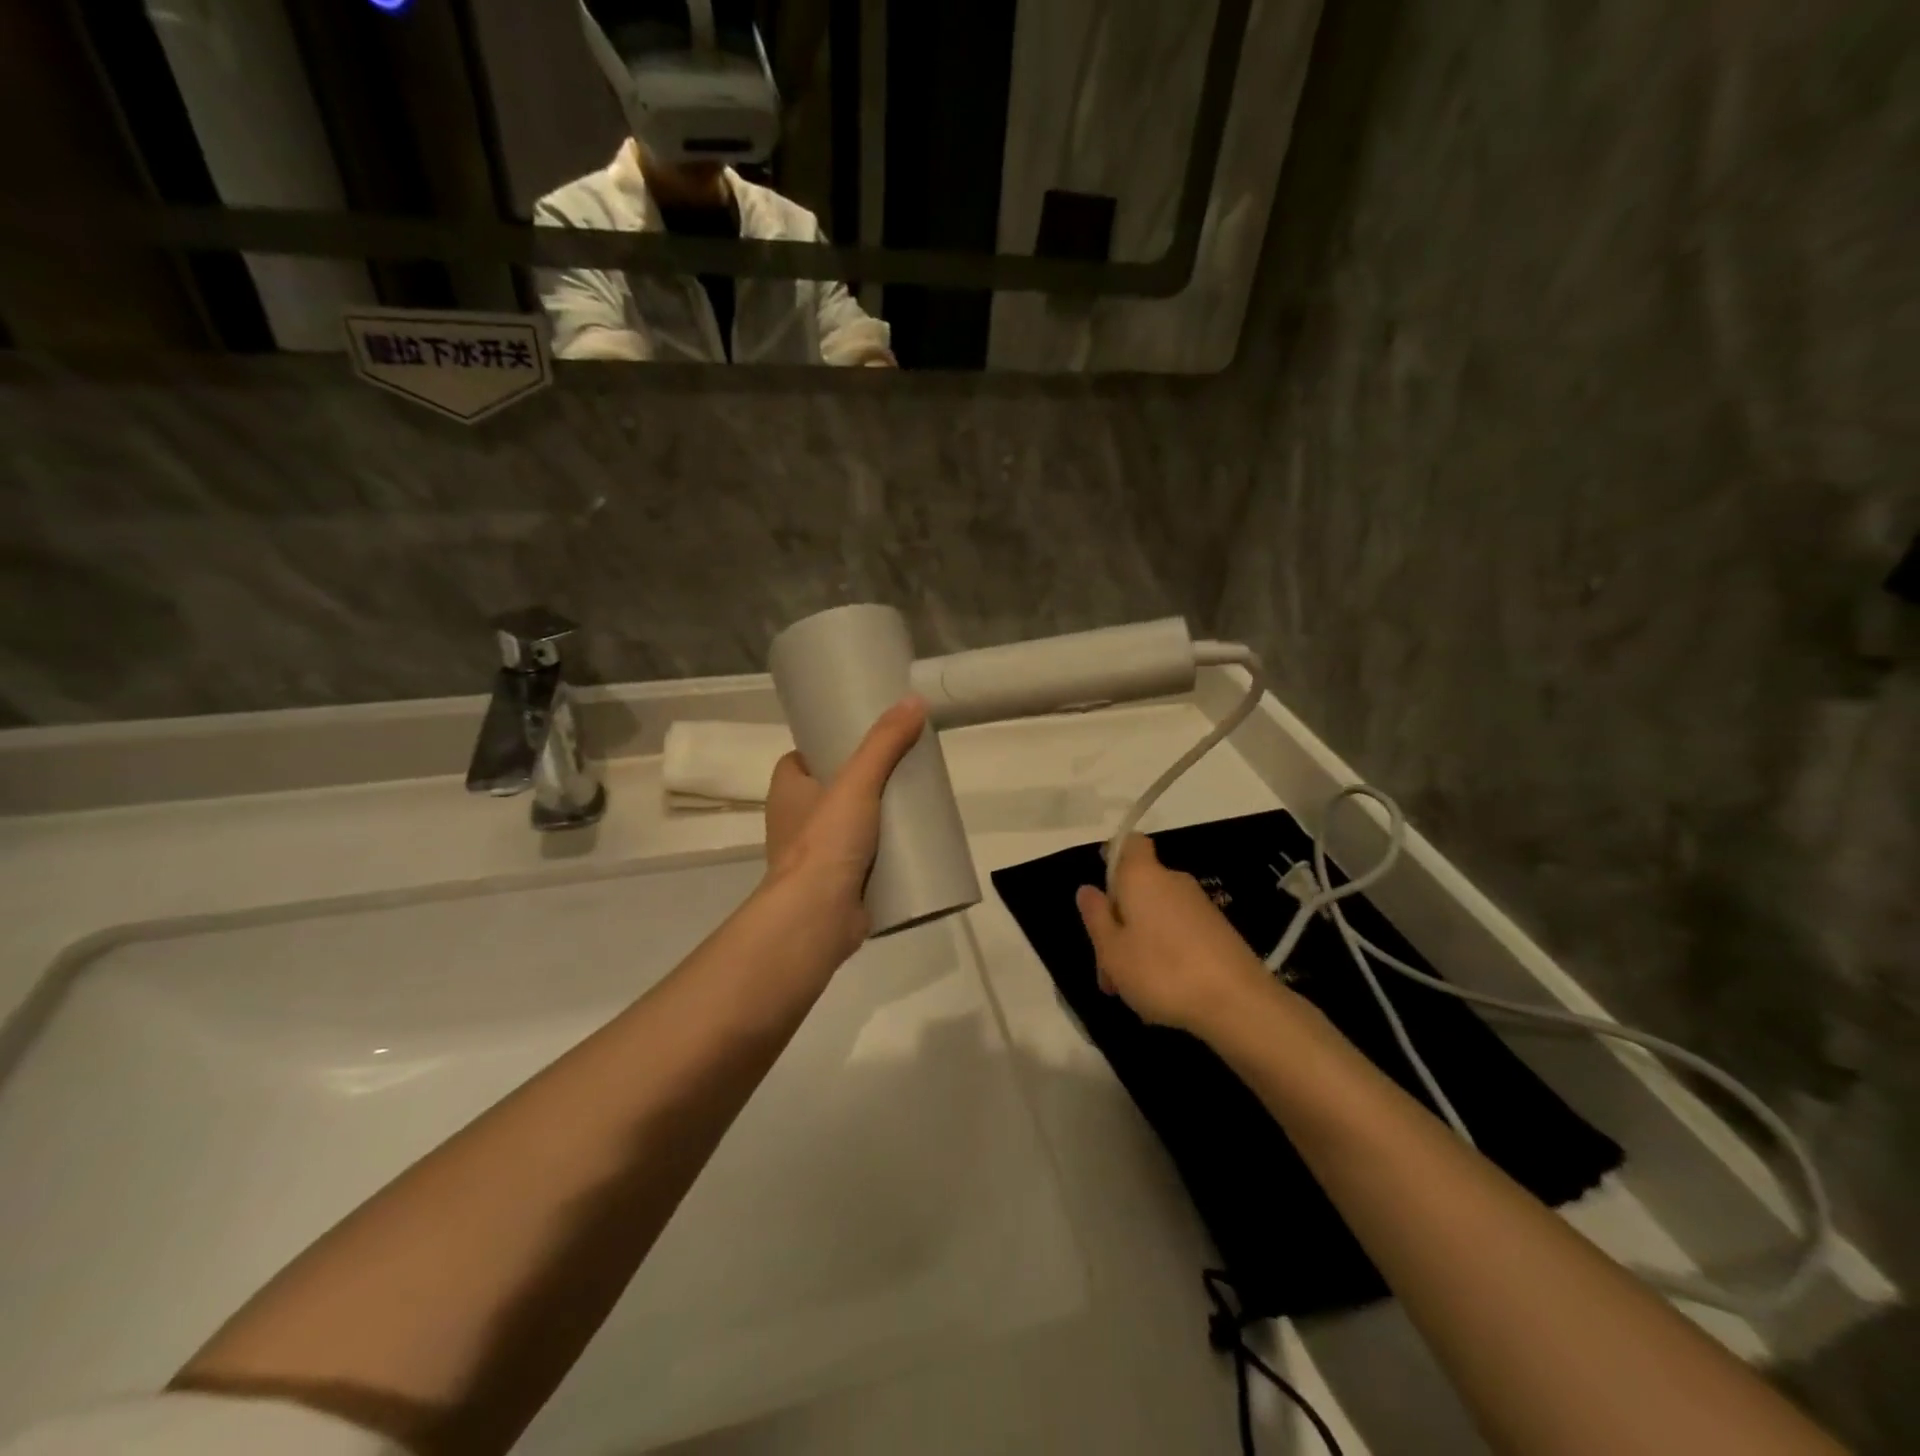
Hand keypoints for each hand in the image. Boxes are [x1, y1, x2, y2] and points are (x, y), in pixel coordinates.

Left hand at [761, 697, 928, 959]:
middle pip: (831, 792)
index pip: (802, 759)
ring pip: (849, 827)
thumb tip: (914, 701)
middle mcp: (795, 823)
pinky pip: (863, 861)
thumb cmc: (825, 842)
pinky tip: (912, 847)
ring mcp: (816, 858)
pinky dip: (882, 854)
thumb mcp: (857, 781)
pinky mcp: (837, 886)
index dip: (827, 747)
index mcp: (787, 793)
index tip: (862, 740)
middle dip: (862, 783)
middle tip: (900, 770)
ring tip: (913, 804)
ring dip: (875, 820)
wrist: (817, 918)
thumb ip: (884, 743)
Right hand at [1075, 835, 1272, 1034]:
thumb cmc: (1161, 970)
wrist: (1237, 1003)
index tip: (1103, 893)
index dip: (1114, 858)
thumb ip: (1096, 917)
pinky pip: (1179, 934)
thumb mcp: (1112, 950)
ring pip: (1156, 916)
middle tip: (1108, 968)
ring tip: (1131, 990)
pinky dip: (1166, 955)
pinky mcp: (1218, 932)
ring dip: (1139, 945)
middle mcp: (1173, 881)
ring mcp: (1199, 907)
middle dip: (1119, 923)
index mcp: (1142, 876)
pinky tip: (1162, 992)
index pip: (1130, 843)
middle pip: (1138, 889)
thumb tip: (1087, 889)